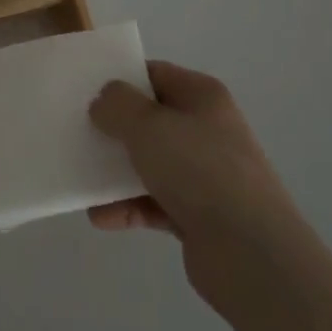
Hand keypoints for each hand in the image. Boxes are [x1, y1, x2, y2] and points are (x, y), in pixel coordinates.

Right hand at [87, 60, 301, 323]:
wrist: (252, 256)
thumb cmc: (200, 171)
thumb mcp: (148, 125)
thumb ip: (118, 105)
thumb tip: (104, 101)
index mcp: (202, 96)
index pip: (155, 74)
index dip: (121, 79)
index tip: (86, 90)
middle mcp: (207, 130)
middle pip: (151, 120)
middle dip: (114, 128)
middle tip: (78, 133)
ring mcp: (205, 175)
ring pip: (150, 163)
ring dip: (116, 172)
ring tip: (82, 179)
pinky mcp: (200, 217)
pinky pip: (154, 202)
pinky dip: (129, 207)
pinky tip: (100, 217)